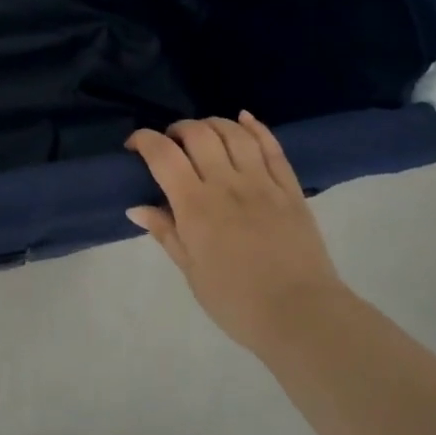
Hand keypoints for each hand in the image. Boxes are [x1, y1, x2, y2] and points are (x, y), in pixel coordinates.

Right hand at [125, 113, 344, 361]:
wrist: (301, 316)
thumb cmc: (236, 301)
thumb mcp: (191, 271)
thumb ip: (166, 232)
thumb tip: (136, 207)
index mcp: (196, 206)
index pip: (163, 155)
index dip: (144, 140)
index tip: (134, 146)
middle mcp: (227, 184)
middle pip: (198, 134)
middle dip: (177, 129)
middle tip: (171, 143)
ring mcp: (262, 182)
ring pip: (234, 133)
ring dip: (212, 124)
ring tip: (202, 133)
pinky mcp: (290, 188)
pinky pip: (272, 147)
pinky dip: (255, 127)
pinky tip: (243, 119)